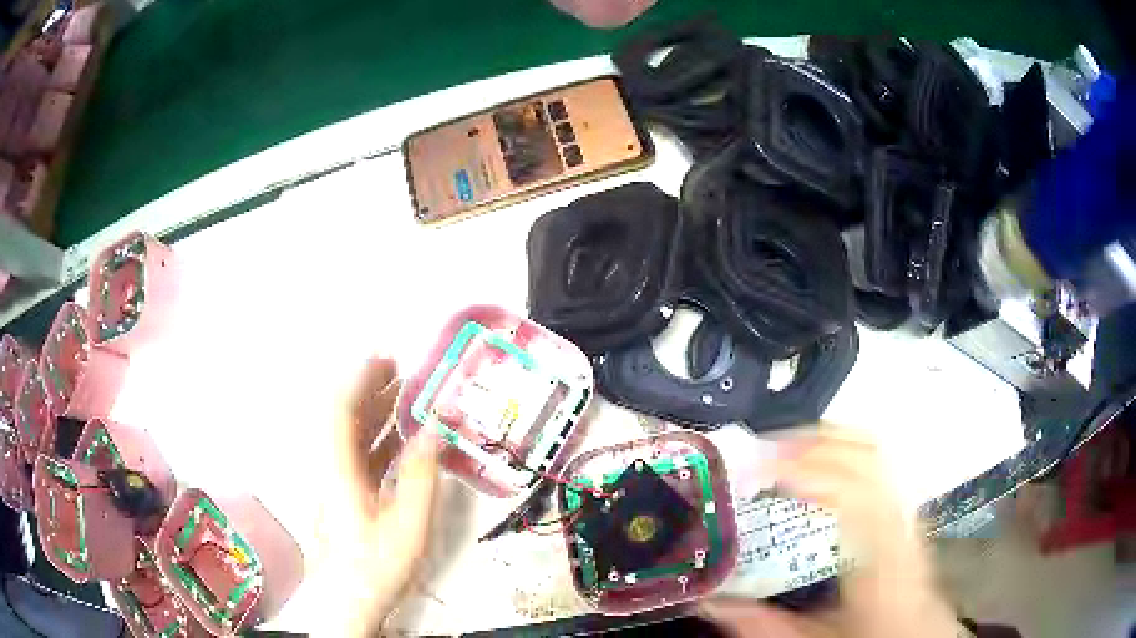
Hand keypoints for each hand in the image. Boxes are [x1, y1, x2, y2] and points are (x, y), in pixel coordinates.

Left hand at [312, 358, 440, 637]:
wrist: (349, 600)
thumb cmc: (377, 565)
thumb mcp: (409, 525)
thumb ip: (420, 476)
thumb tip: (435, 431)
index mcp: (339, 470)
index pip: (341, 411)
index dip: (360, 380)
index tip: (385, 358)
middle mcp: (331, 468)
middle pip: (342, 416)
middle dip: (367, 387)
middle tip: (398, 367)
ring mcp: (335, 481)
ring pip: (350, 434)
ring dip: (373, 410)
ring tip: (402, 392)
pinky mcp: (342, 493)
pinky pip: (357, 454)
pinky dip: (377, 437)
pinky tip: (400, 437)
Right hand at [701, 427, 959, 637]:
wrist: (916, 635)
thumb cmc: (875, 634)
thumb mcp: (816, 637)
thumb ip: (762, 623)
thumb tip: (712, 604)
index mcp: (879, 557)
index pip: (851, 490)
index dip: (808, 467)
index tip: (766, 464)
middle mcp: (899, 524)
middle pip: (869, 455)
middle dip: (817, 441)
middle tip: (772, 446)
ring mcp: (906, 512)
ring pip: (879, 452)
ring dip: (833, 441)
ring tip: (793, 446)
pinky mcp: (904, 511)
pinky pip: (880, 465)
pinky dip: (847, 453)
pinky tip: (826, 463)